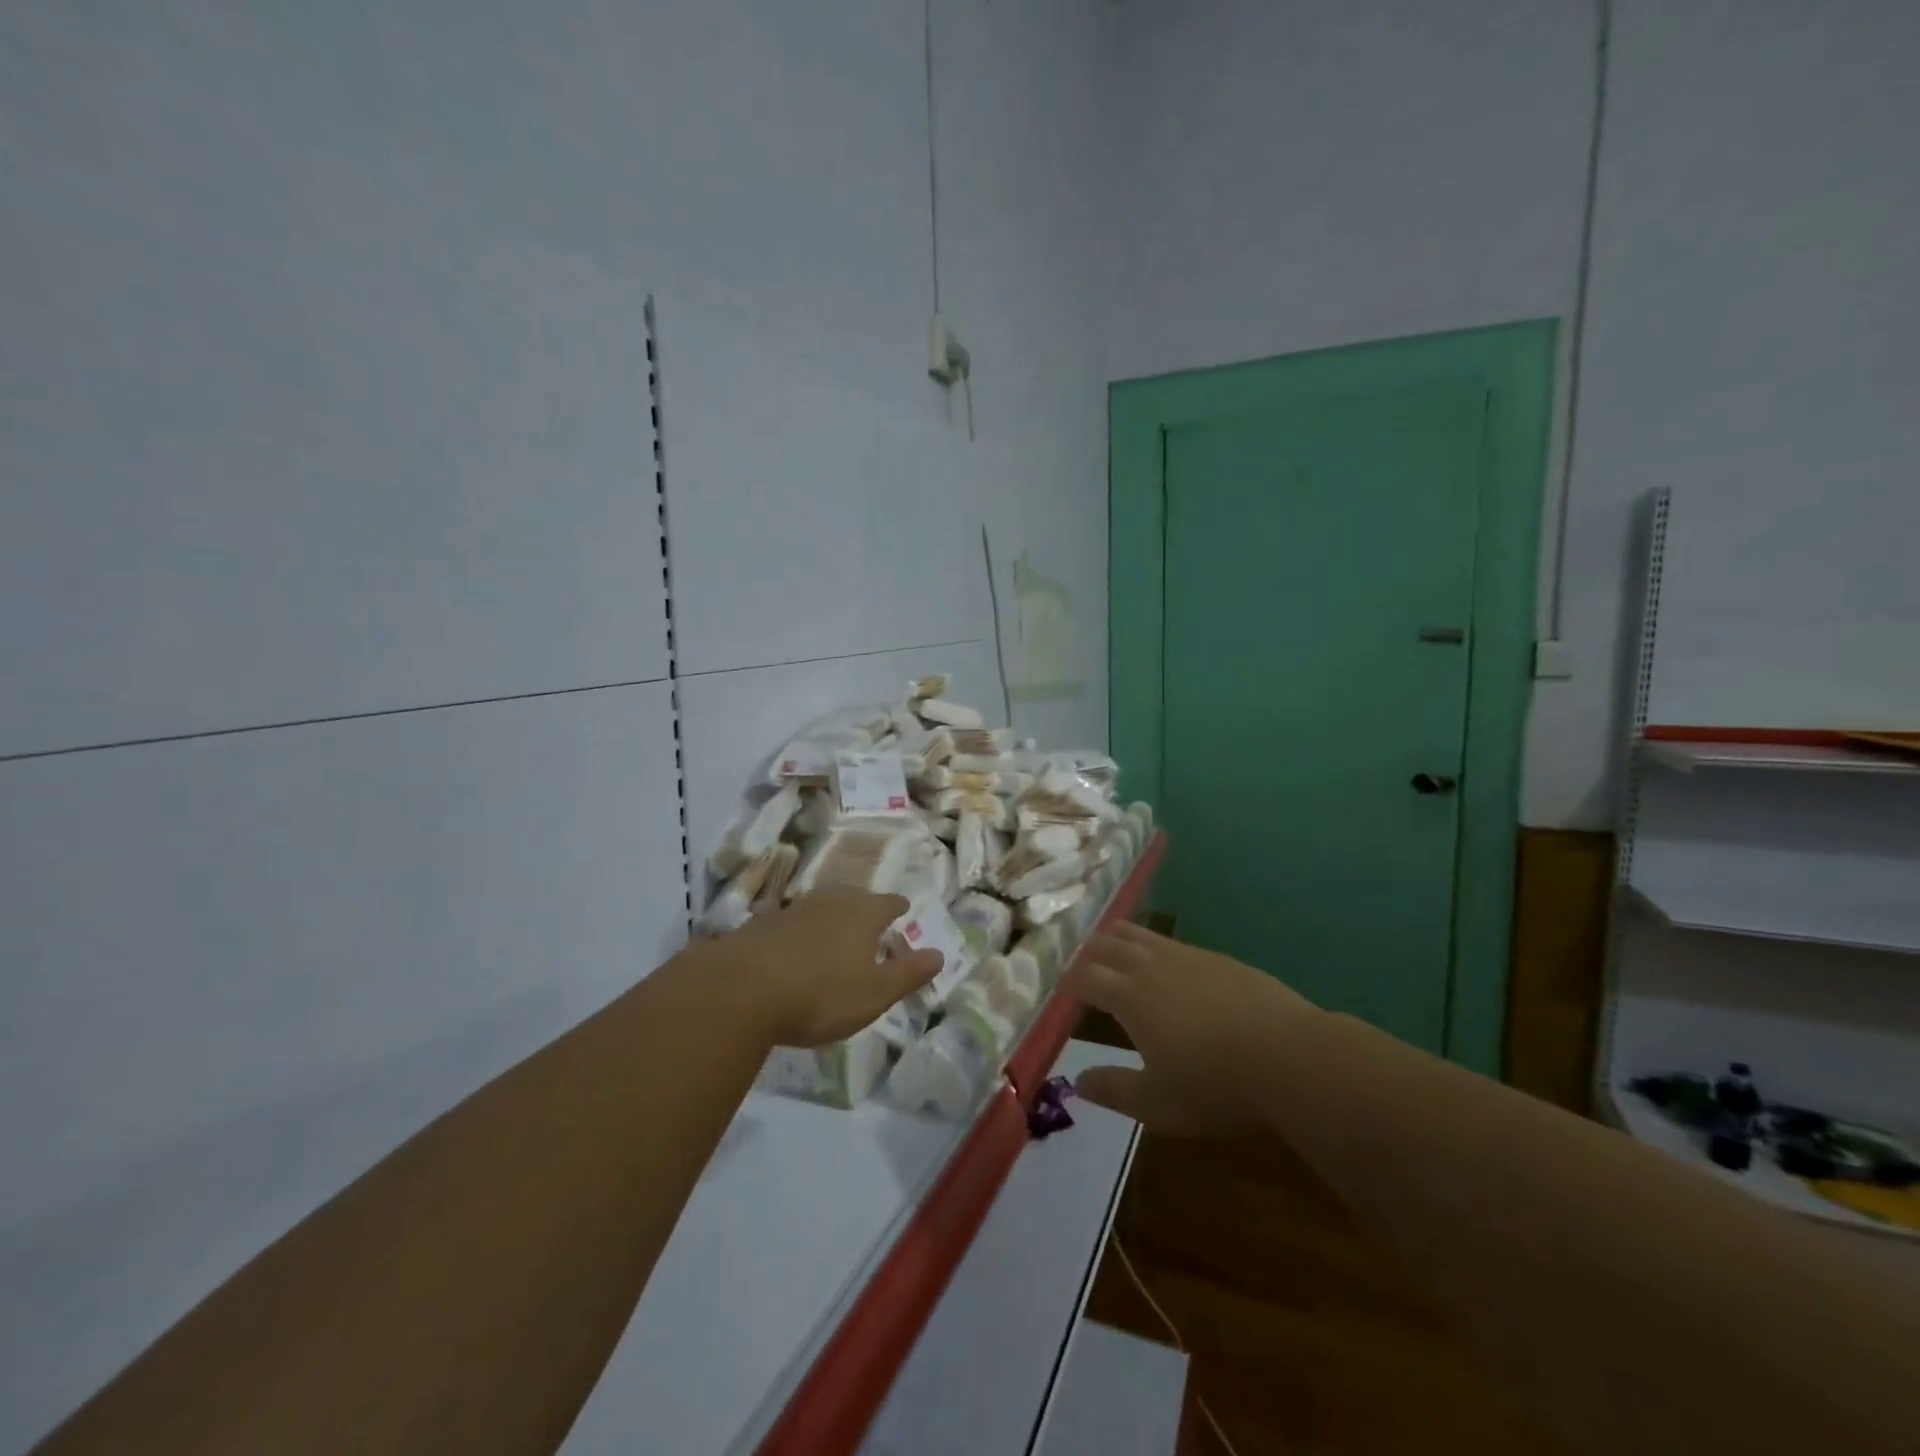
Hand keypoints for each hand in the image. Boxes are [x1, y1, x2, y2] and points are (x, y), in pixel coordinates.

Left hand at [711, 890, 942, 1047]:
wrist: (741, 989)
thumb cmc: (821, 994)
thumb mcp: (874, 993)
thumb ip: (908, 974)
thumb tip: (940, 955)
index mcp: (863, 914)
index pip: (888, 903)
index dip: (898, 907)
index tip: (903, 908)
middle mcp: (830, 902)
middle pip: (854, 897)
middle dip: (864, 907)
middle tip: (870, 919)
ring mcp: (793, 909)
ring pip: (820, 905)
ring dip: (830, 916)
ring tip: (835, 930)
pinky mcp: (761, 924)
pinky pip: (790, 921)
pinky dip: (799, 930)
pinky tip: (793, 945)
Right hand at [1062, 922, 1316, 1136]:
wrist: (1290, 1057)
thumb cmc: (1215, 1085)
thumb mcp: (1157, 1103)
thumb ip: (1114, 1089)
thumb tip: (1077, 1082)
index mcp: (1129, 996)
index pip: (1085, 976)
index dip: (1067, 980)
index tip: (1059, 988)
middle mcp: (1151, 966)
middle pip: (1107, 944)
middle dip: (1088, 952)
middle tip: (1080, 964)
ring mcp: (1188, 956)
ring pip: (1141, 934)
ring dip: (1119, 940)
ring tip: (1115, 951)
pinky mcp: (1219, 959)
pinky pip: (1174, 943)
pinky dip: (1157, 948)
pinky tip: (1168, 966)